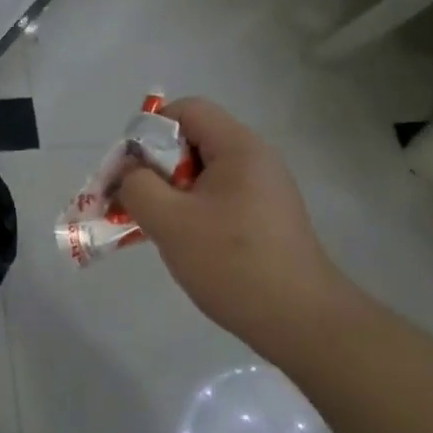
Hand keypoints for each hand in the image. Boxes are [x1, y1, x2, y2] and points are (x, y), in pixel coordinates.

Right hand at [116, 97, 358, 352]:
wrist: (302, 323)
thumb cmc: (232, 263)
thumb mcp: (170, 221)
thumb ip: (137, 186)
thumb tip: (131, 172)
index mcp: (239, 147)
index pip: (186, 110)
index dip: (149, 130)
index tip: (131, 170)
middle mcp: (256, 159)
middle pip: (193, 140)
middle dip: (156, 166)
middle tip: (136, 201)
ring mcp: (265, 190)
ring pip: (203, 173)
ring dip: (172, 192)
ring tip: (155, 225)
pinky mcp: (267, 218)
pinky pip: (219, 197)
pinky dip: (193, 210)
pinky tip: (185, 243)